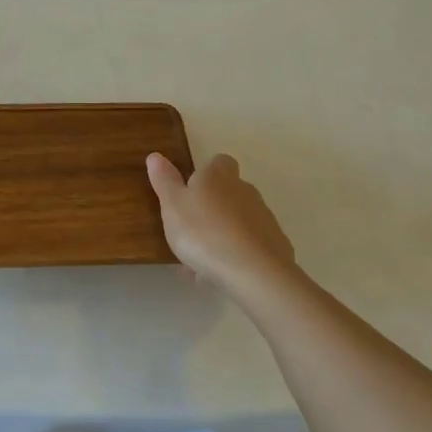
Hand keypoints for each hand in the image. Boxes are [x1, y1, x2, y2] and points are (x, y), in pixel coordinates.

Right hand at [147, 152, 299, 298]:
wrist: (253, 272)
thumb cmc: (203, 231)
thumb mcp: (172, 205)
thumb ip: (164, 180)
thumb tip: (155, 155)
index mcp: (219, 176)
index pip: (219, 162)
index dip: (206, 173)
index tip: (191, 190)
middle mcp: (245, 191)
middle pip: (229, 192)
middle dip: (212, 209)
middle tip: (189, 232)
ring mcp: (264, 219)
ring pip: (237, 223)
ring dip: (221, 236)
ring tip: (199, 263)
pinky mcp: (276, 246)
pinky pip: (249, 247)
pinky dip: (236, 256)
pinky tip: (219, 276)